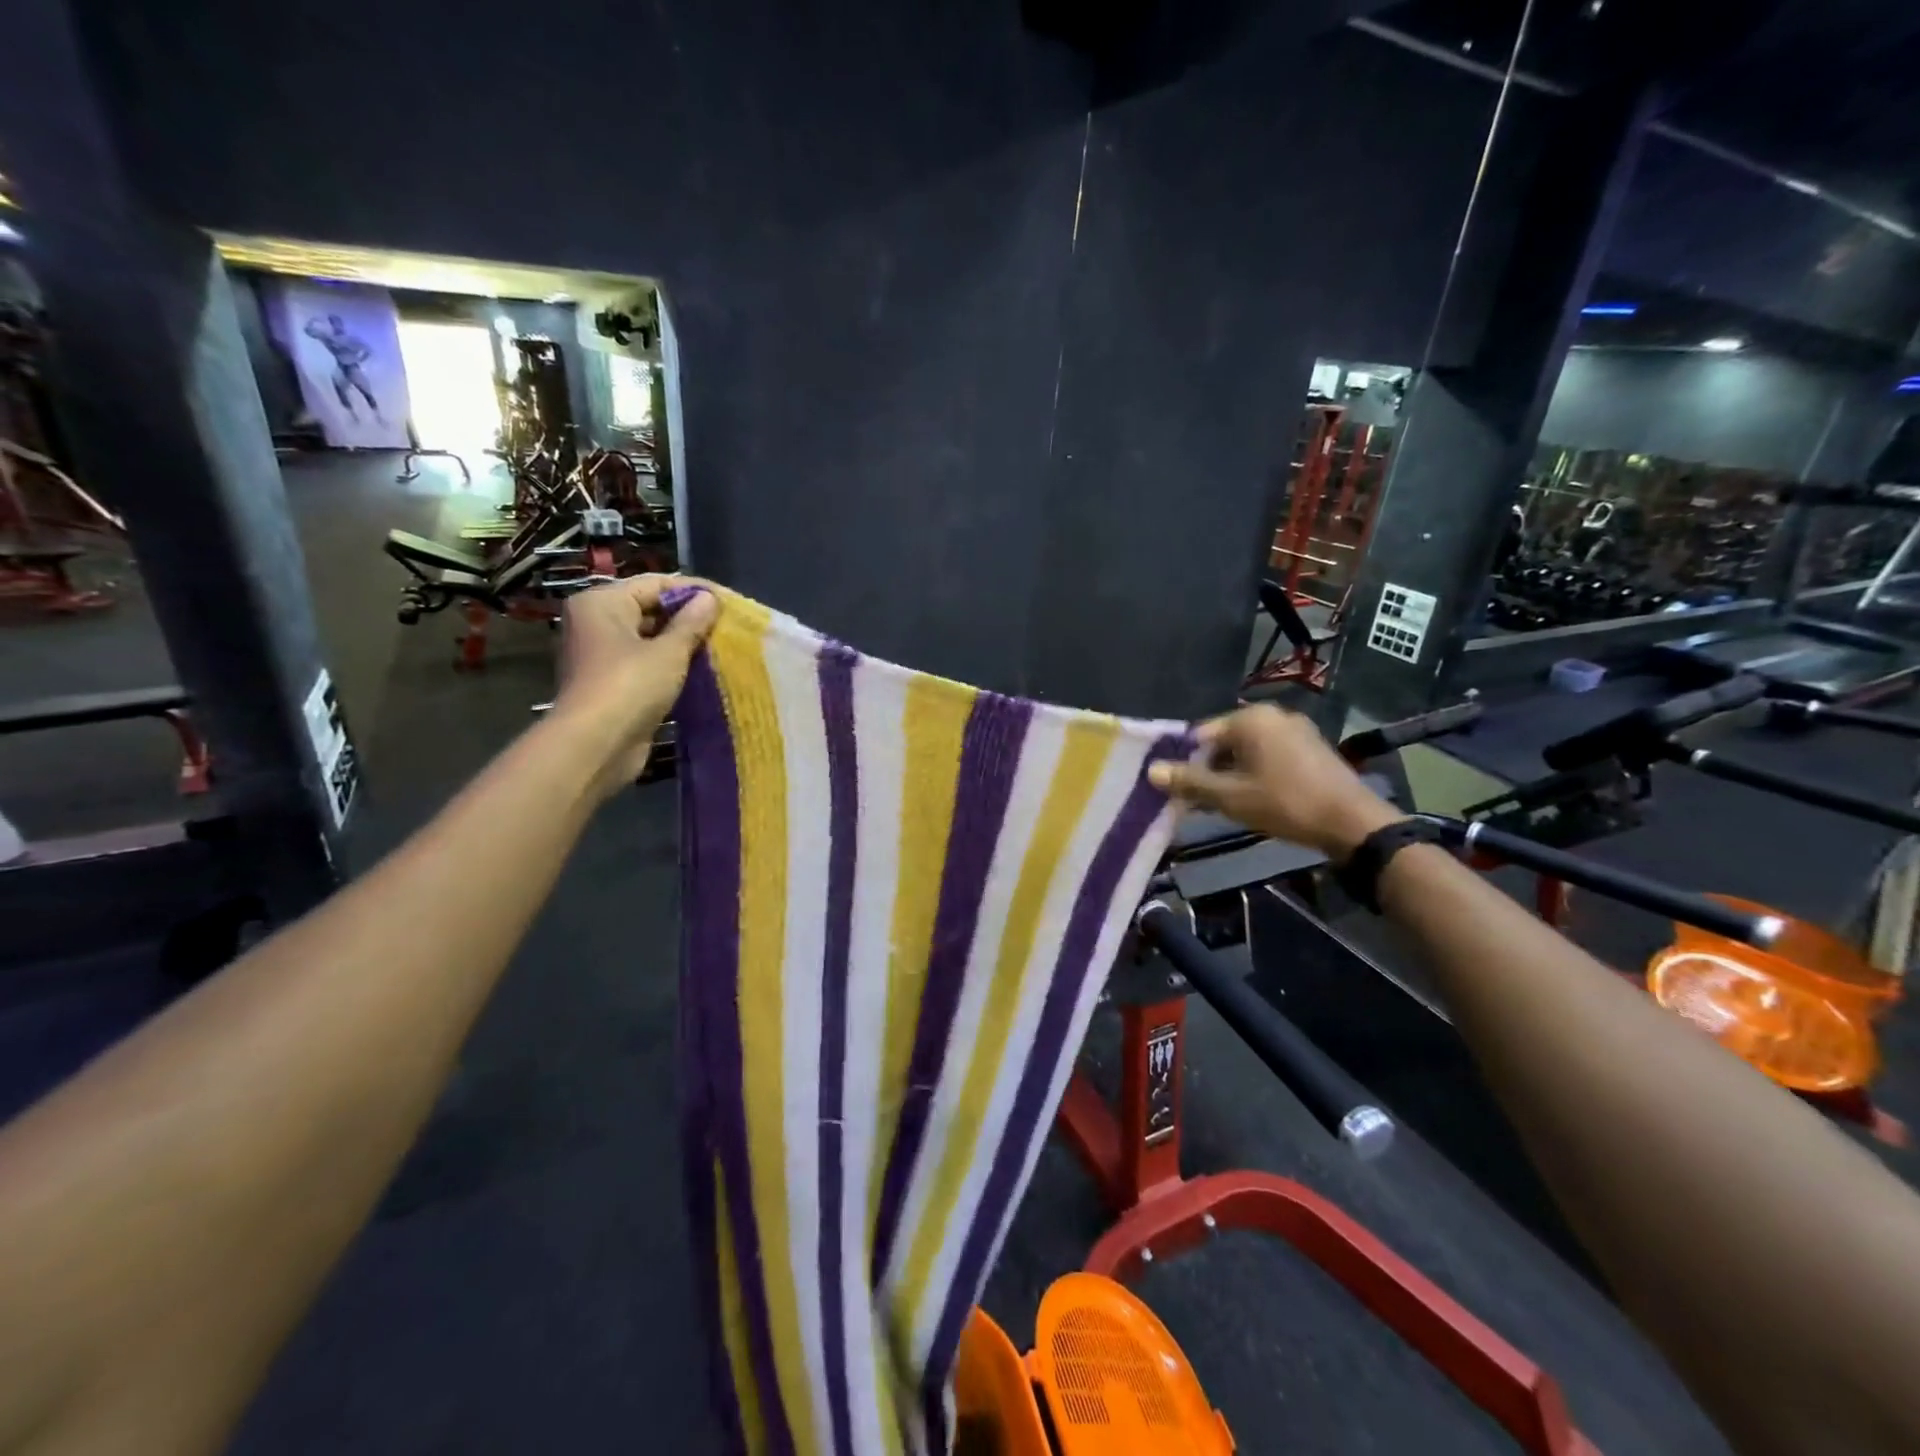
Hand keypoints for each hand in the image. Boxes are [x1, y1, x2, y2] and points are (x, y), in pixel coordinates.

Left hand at [553, 575, 719, 795]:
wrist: (595, 745)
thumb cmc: (630, 686)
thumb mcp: (669, 651)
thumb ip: (691, 623)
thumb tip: (710, 598)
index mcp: (602, 602)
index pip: (655, 583)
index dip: (694, 591)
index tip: (729, 603)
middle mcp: (596, 623)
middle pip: (650, 609)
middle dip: (689, 618)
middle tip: (728, 628)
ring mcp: (602, 655)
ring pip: (650, 639)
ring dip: (682, 645)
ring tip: (720, 649)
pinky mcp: (613, 684)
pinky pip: (647, 665)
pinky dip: (671, 667)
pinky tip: (701, 673)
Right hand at [1147, 704, 1402, 857]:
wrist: (1352, 822)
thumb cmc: (1284, 803)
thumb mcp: (1230, 796)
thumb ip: (1189, 782)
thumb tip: (1151, 770)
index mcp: (1250, 719)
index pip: (1201, 735)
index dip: (1188, 764)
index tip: (1184, 792)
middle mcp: (1273, 715)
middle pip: (1225, 742)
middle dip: (1211, 770)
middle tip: (1204, 802)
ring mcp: (1297, 729)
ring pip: (1249, 751)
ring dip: (1234, 774)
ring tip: (1230, 805)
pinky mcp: (1313, 746)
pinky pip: (1271, 755)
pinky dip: (1258, 773)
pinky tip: (1258, 799)